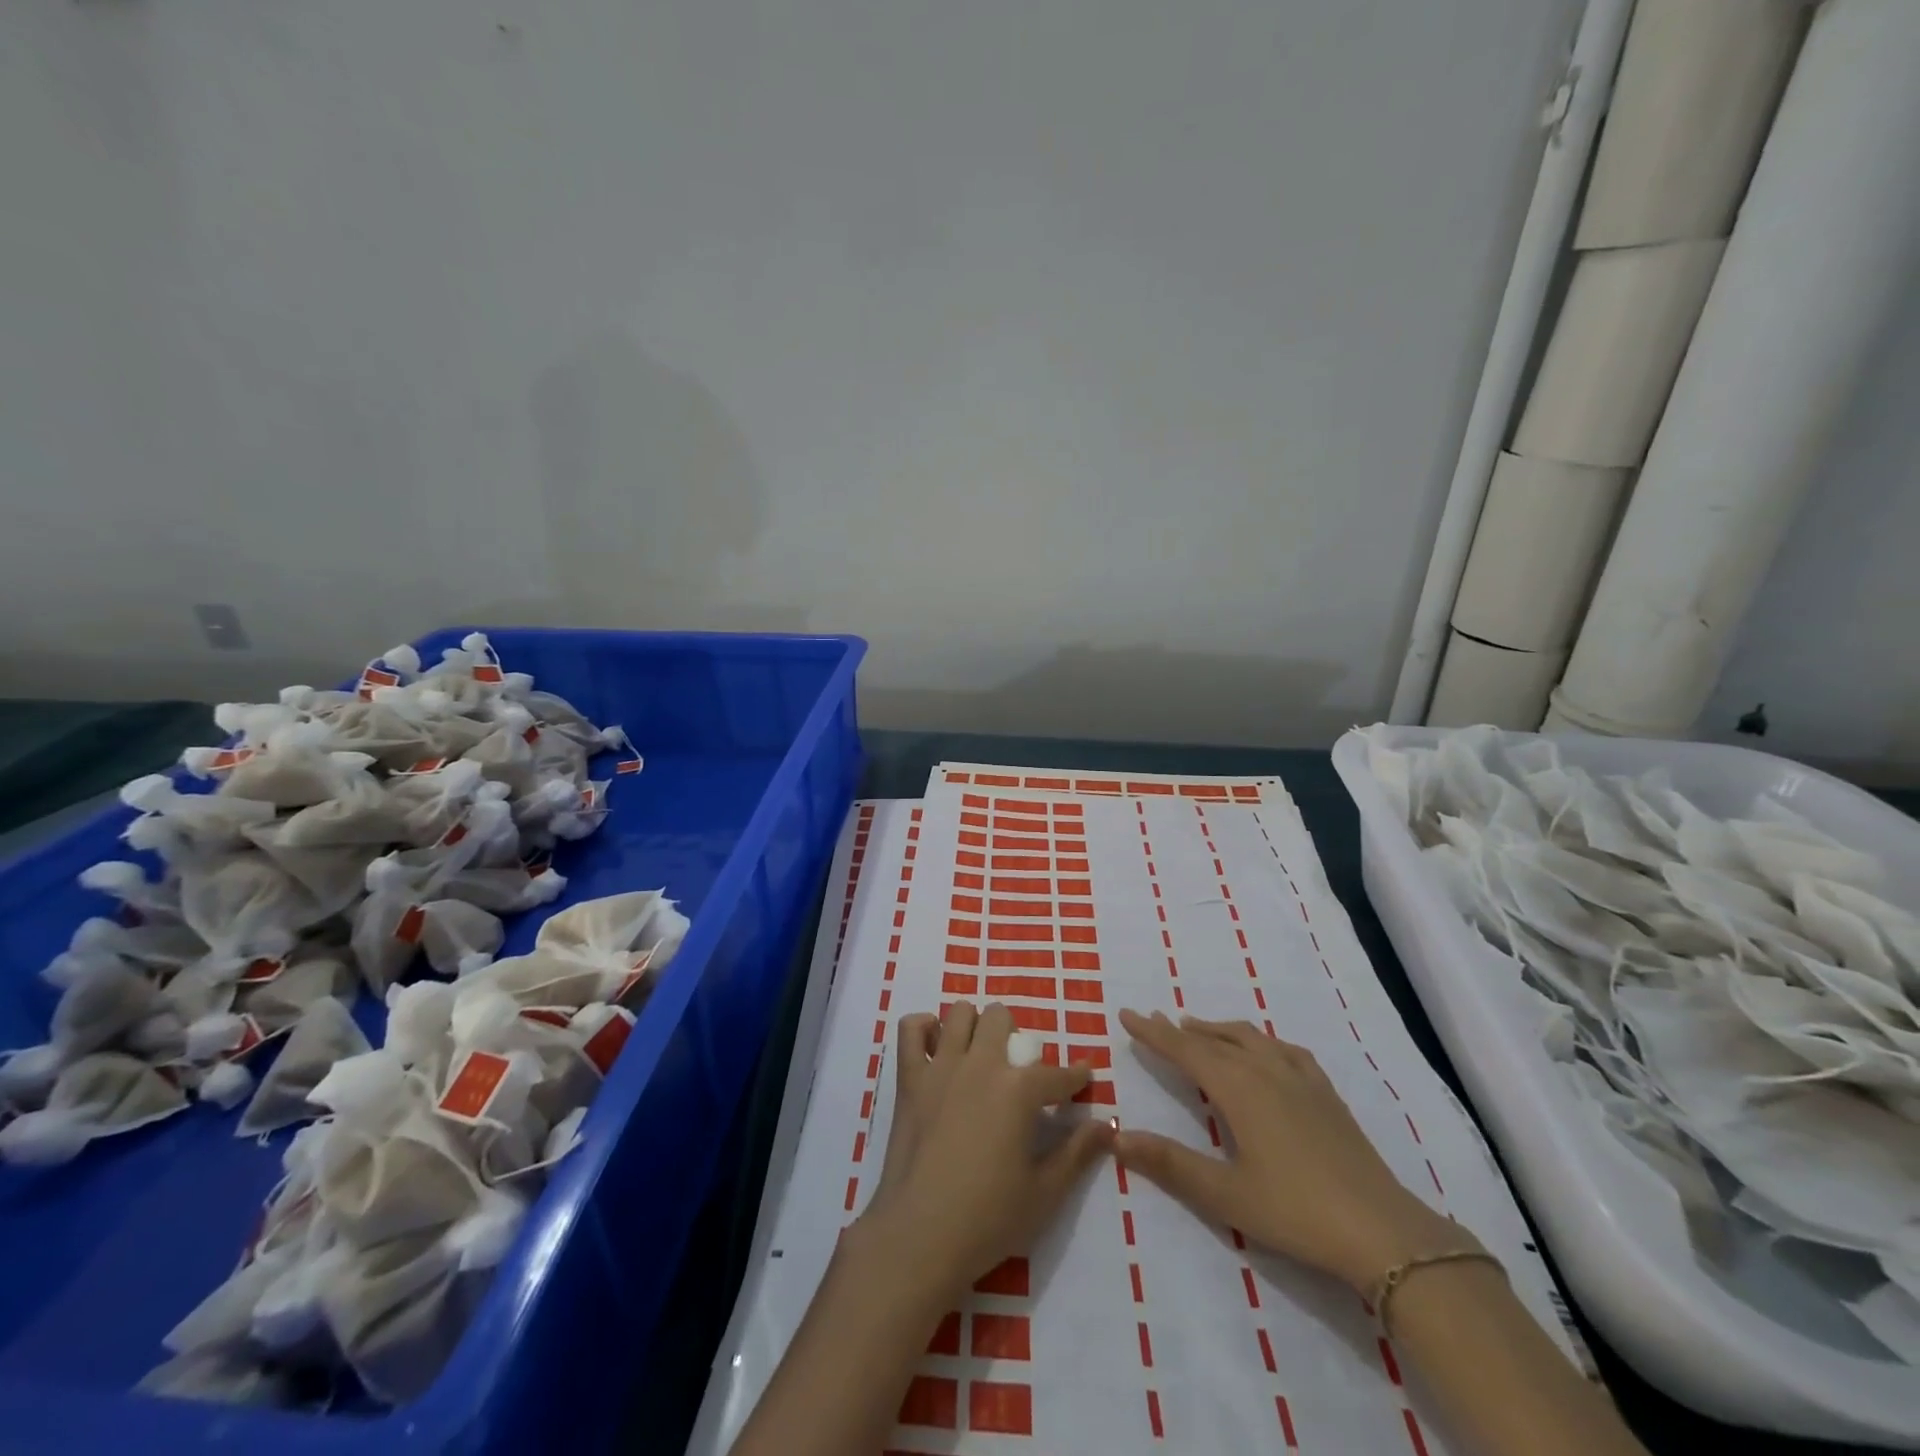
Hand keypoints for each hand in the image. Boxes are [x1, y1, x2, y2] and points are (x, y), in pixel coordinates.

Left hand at [859, 1001, 1113, 1297]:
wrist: (919, 1237)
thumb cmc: (988, 1220)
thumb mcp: (1045, 1193)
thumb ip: (1077, 1153)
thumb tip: (1106, 1125)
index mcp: (1018, 1090)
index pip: (1058, 1073)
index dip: (1076, 1076)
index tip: (1083, 1078)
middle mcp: (981, 1064)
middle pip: (1001, 1018)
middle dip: (1016, 1037)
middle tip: (1017, 1072)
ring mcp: (941, 1066)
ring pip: (960, 1013)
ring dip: (974, 1027)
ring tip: (979, 1056)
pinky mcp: (909, 1079)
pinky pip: (910, 1029)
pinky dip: (923, 1029)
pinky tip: (937, 1048)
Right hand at [1116, 1009, 1460, 1291]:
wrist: (1383, 1232)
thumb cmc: (1296, 1212)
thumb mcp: (1225, 1195)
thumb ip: (1170, 1163)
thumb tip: (1117, 1137)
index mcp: (1238, 1088)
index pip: (1184, 1049)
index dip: (1153, 1033)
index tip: (1127, 1014)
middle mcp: (1265, 1070)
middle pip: (1214, 1039)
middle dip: (1180, 1030)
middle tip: (1154, 1020)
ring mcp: (1300, 1078)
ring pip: (1249, 1038)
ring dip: (1217, 1030)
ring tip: (1197, 1027)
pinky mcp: (1326, 1094)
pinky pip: (1284, 1050)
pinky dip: (1259, 1041)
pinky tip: (1264, 1050)